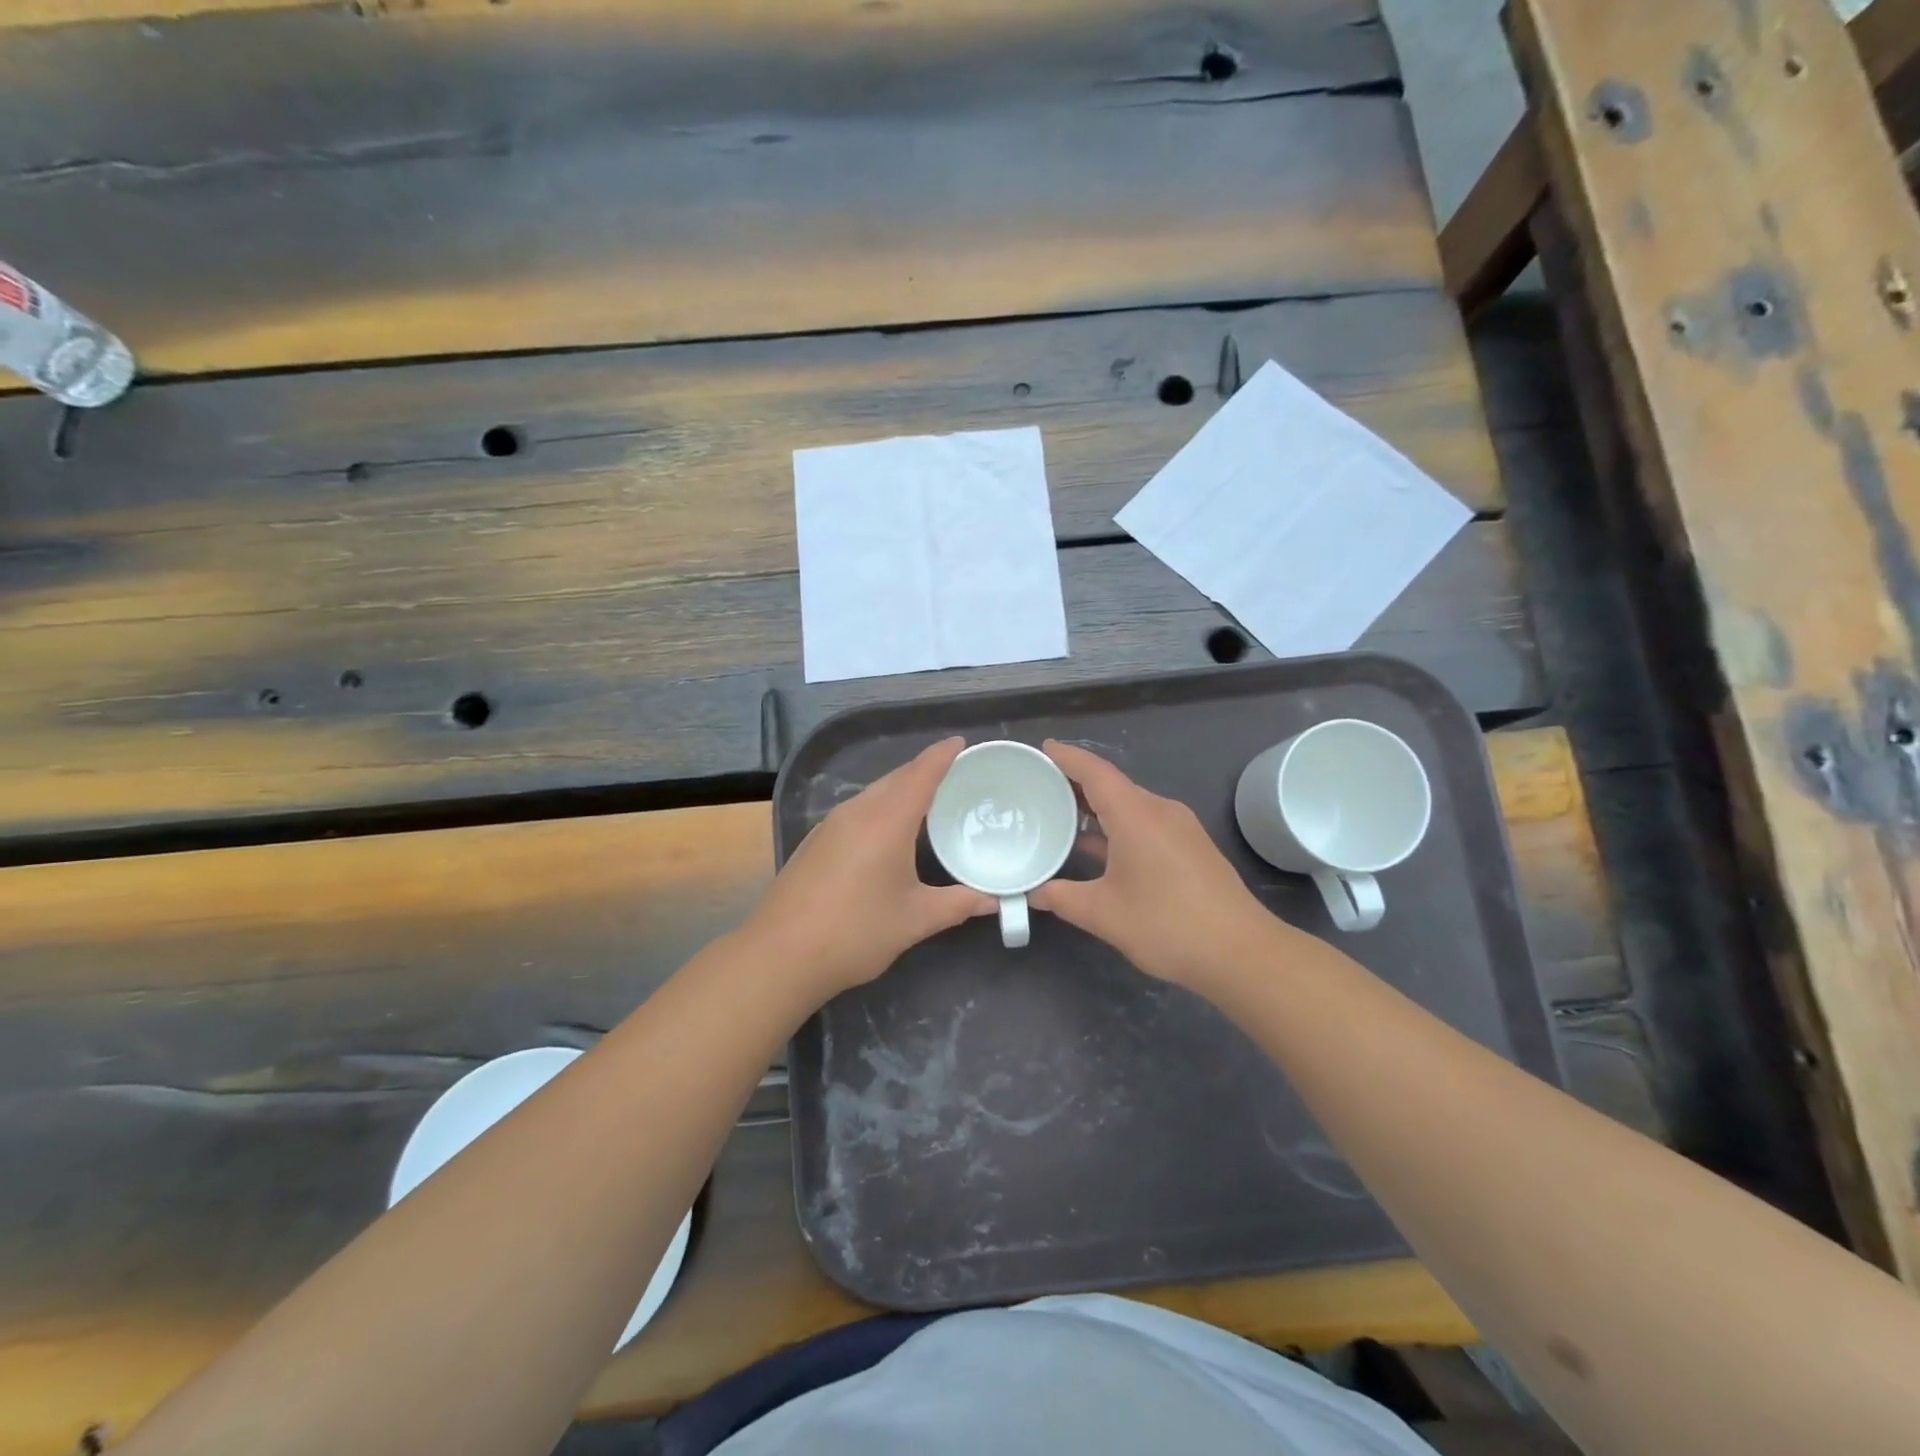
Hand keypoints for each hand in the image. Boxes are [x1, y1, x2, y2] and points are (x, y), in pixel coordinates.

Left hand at [744, 737, 993, 1001]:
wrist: (780, 955)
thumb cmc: (856, 932)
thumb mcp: (916, 920)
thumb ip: (959, 904)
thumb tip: (996, 900)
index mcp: (886, 821)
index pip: (921, 774)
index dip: (942, 755)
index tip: (962, 742)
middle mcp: (857, 811)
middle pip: (896, 778)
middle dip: (925, 770)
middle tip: (956, 773)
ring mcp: (831, 824)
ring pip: (874, 793)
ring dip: (902, 788)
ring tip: (929, 799)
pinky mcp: (816, 841)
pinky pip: (858, 809)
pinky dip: (882, 806)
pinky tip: (889, 829)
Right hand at [1032, 741, 1282, 989]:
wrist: (1241, 953)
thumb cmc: (1167, 925)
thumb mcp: (1103, 914)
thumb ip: (1062, 898)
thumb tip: (1032, 893)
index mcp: (1136, 815)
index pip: (1095, 772)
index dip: (1067, 757)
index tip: (1042, 749)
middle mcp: (1159, 810)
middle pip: (1112, 785)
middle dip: (1076, 783)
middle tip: (1040, 786)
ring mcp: (1179, 828)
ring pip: (1130, 805)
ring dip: (1097, 807)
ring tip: (1061, 815)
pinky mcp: (1190, 847)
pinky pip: (1145, 823)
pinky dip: (1117, 825)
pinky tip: (1099, 846)